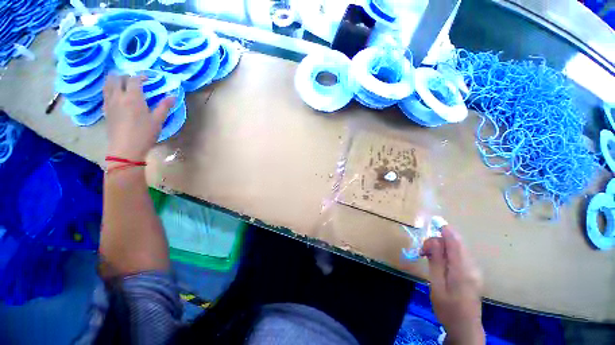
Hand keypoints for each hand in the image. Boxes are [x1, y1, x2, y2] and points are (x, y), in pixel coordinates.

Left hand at [103, 74, 174, 161]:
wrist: (125, 149)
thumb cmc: (144, 134)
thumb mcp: (158, 121)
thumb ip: (164, 106)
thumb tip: (173, 96)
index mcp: (133, 97)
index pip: (134, 79)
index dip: (141, 76)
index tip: (148, 78)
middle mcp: (118, 96)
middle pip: (117, 78)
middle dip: (125, 75)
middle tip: (133, 78)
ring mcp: (109, 103)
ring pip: (107, 84)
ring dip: (114, 79)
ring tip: (121, 81)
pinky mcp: (105, 110)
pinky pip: (105, 94)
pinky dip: (110, 89)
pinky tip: (115, 94)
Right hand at [421, 225, 484, 344]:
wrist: (466, 328)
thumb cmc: (448, 308)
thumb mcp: (437, 285)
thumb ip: (436, 262)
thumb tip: (433, 241)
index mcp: (462, 270)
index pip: (455, 241)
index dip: (444, 230)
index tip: (431, 224)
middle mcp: (472, 266)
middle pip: (455, 242)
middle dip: (437, 241)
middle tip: (423, 252)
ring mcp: (474, 269)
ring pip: (457, 248)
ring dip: (441, 247)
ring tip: (428, 257)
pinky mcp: (473, 273)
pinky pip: (459, 255)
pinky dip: (446, 253)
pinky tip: (438, 262)